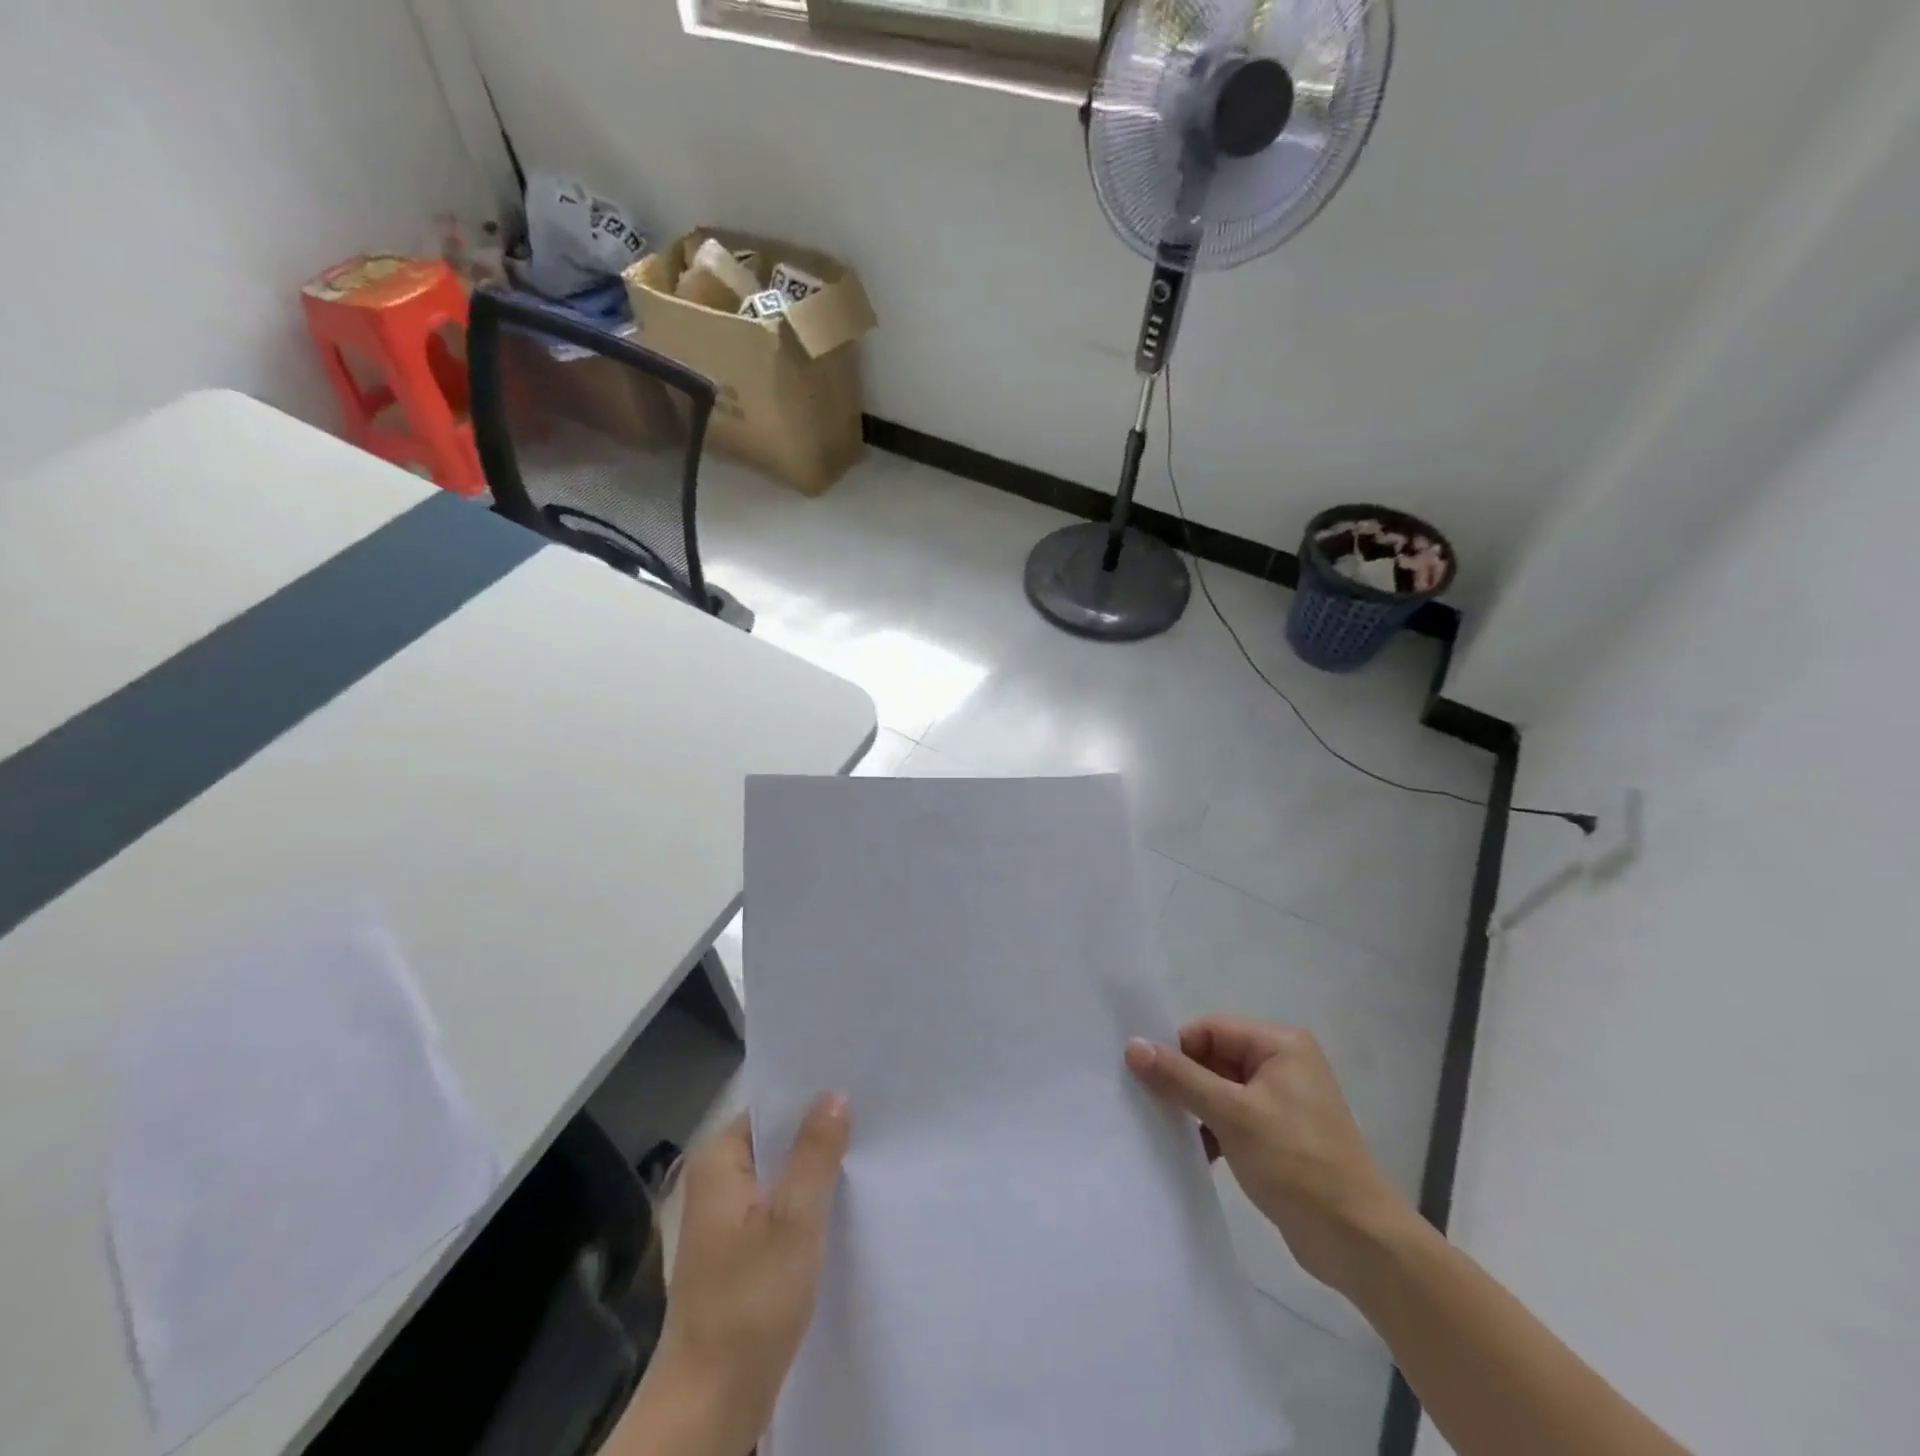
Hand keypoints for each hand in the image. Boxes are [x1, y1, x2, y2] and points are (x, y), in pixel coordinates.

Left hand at [617, 1096, 849, 1455]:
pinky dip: (808, 1203)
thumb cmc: (750, 1301)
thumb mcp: (794, 1219)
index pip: (771, 1107)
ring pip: (781, 1175)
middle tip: (874, 1115)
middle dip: (819, 1132)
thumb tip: (834, 1093)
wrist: (710, 1405)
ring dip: (816, 1170)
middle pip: (777, 1140)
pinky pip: (780, 1208)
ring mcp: (727, 1219)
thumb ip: (815, 1152)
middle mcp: (717, 1180)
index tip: (857, 1083)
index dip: (812, 1096)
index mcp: (718, 1159)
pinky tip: (844, 1202)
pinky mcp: (741, 1252)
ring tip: (868, 1150)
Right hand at [1126, 1018, 1412, 1295]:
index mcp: (1280, 1044)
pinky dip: (1212, 1130)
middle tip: (1150, 1105)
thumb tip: (1132, 1045)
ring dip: (1195, 1109)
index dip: (1177, 1050)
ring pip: (1220, 1089)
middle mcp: (1283, 1063)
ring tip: (1169, 1131)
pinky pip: (1233, 1116)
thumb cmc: (1297, 1164)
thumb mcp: (1232, 1115)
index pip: (1210, 1029)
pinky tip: (1196, 1153)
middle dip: (1184, 1081)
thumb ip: (1180, 1077)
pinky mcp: (1279, 1133)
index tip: (1145, 1077)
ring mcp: (1282, 1100)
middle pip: (1214, 1057)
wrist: (1360, 1242)